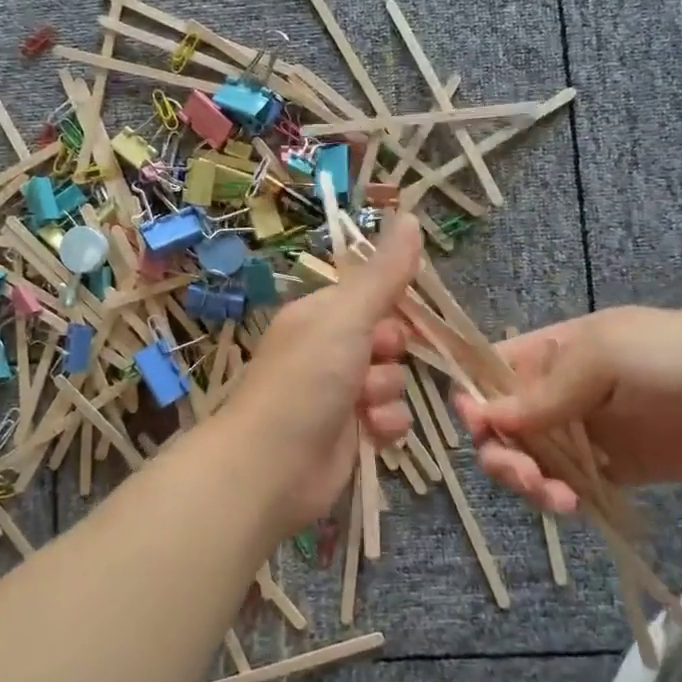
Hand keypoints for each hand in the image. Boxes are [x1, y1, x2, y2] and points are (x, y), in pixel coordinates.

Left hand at [221, 214, 423, 534]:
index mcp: (320, 315)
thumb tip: (409, 215)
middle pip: (389, 340)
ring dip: (386, 394)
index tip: (396, 316)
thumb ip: (384, 273)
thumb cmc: (307, 379)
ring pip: (393, 381)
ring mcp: (339, 394)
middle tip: (371, 361)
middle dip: (390, 354)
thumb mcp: (348, 316)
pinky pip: (390, 418)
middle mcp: (328, 350)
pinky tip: (370, 433)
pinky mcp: (350, 434)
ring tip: (362, 406)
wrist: (272, 466)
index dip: (391, 307)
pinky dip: (385, 425)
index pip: (372, 296)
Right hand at [451, 306, 681, 512]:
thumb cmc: (675, 356)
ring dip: (527, 481)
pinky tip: (573, 507)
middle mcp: (556, 392)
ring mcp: (583, 433)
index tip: (478, 427)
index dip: (474, 399)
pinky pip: (566, 486)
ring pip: (529, 460)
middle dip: (501, 452)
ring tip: (557, 499)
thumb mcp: (604, 355)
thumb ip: (545, 390)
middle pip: (502, 425)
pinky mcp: (611, 470)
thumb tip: (485, 418)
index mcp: (548, 353)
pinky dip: (557, 499)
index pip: (490, 373)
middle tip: (523, 476)